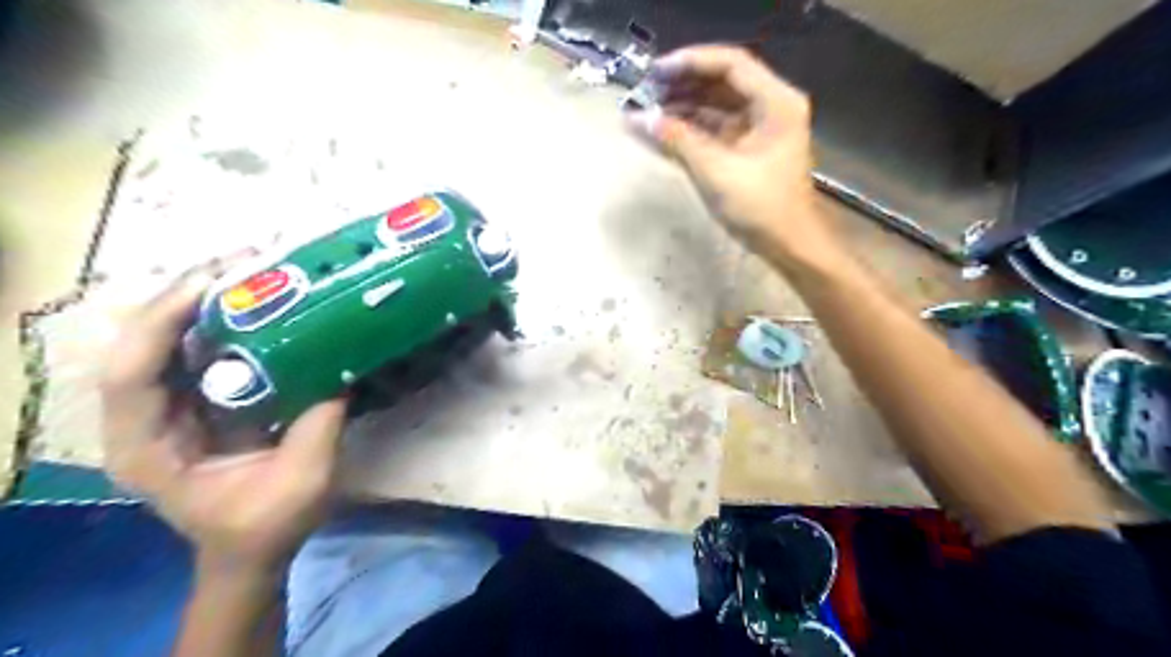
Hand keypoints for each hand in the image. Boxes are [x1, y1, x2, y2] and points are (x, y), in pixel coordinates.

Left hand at [101, 259, 346, 571]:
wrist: (251, 550)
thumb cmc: (268, 525)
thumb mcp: (303, 481)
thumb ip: (319, 423)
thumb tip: (342, 365)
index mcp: (148, 448)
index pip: (132, 374)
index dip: (163, 323)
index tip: (214, 284)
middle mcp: (144, 419)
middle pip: (145, 343)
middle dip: (189, 295)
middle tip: (246, 262)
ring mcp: (170, 407)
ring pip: (172, 340)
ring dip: (209, 300)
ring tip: (256, 271)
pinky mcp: (198, 401)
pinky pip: (203, 351)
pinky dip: (229, 322)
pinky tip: (263, 304)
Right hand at [632, 46, 841, 269]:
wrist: (788, 245)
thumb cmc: (760, 207)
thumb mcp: (716, 171)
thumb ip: (678, 140)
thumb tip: (639, 120)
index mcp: (776, 102)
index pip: (731, 65)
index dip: (691, 63)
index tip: (655, 72)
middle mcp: (771, 107)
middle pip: (722, 84)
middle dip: (683, 87)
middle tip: (645, 92)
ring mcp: (759, 130)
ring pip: (717, 107)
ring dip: (683, 108)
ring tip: (647, 112)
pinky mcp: (748, 151)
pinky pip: (716, 130)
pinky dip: (691, 131)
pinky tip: (663, 133)